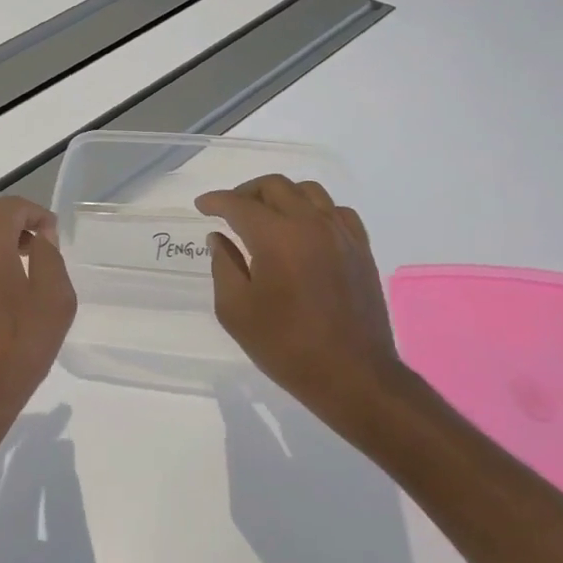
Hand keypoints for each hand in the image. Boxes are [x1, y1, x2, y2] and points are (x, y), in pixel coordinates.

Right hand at [197, 175, 402, 441]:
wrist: (353, 376)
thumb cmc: (286, 346)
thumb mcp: (236, 311)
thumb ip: (223, 266)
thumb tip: (219, 238)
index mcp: (276, 237)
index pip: (239, 204)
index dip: (216, 201)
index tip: (201, 207)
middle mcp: (310, 224)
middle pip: (275, 186)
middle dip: (246, 192)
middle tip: (229, 210)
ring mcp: (341, 234)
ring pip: (308, 191)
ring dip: (281, 195)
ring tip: (266, 215)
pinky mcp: (361, 248)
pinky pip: (336, 211)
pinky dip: (314, 210)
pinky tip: (304, 228)